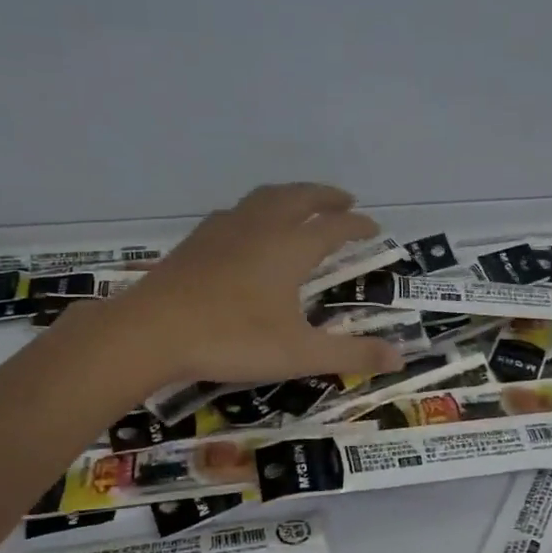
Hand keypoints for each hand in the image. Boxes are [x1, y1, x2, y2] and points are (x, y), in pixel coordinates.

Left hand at [92, 183, 406, 387]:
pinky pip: (236, 211)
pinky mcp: (196, 241)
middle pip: (301, 197)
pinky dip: (256, 210)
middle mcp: (261, 227)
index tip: (374, 228)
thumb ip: (351, 354)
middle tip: (345, 201)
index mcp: (291, 247)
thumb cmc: (231, 339)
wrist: (150, 331)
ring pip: (265, 197)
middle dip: (326, 196)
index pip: (334, 226)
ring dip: (291, 195)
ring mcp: (224, 229)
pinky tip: (246, 227)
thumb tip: (400, 357)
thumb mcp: (299, 354)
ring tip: (301, 204)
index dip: (358, 225)